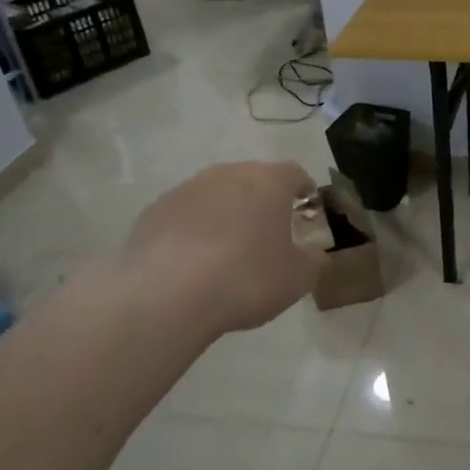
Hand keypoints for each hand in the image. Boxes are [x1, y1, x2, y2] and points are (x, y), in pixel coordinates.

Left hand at [123, 161, 325, 333]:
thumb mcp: (298, 278)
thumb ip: (315, 261)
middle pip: (252, 179)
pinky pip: (185, 214)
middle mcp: (226, 175)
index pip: (294, 172)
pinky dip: (194, 229)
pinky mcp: (153, 212)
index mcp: (267, 182)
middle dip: (263, 200)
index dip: (304, 188)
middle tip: (270, 231)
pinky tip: (194, 261)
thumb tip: (317, 254)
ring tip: (229, 248)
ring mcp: (185, 190)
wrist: (167, 296)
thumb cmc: (246, 279)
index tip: (307, 206)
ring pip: (216, 195)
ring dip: (227, 213)